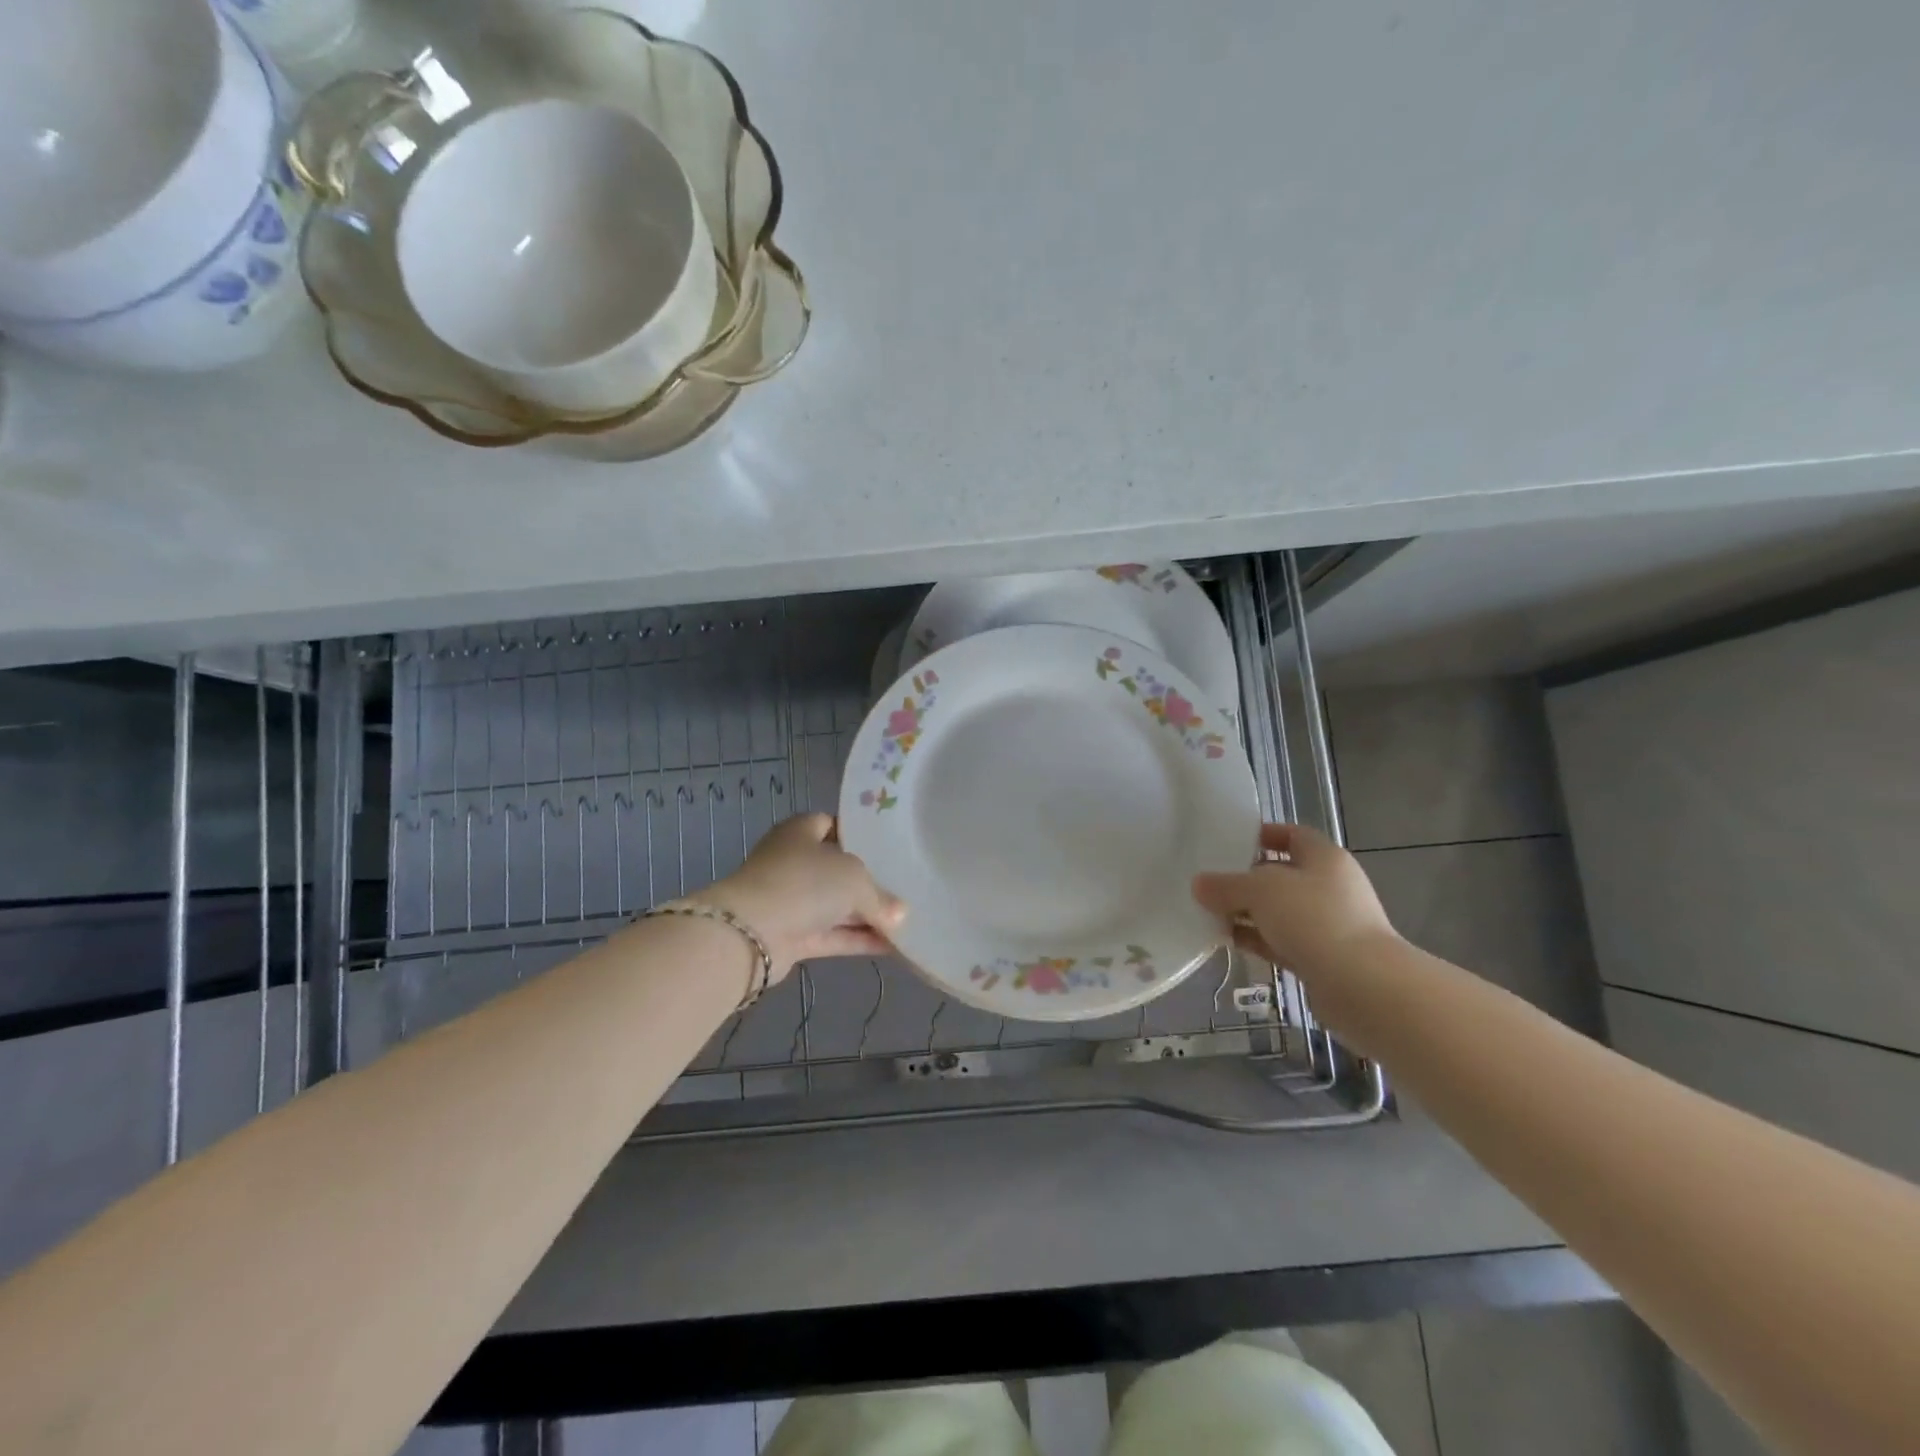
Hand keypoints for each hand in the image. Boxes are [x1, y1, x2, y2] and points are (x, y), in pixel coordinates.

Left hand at [697, 814, 905, 979]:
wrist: (749, 933)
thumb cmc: (804, 883)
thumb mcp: (854, 879)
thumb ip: (879, 897)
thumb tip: (899, 916)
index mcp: (800, 831)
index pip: (832, 824)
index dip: (858, 834)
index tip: (888, 848)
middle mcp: (792, 861)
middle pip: (836, 868)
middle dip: (867, 881)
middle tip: (903, 888)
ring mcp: (789, 900)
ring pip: (834, 905)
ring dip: (865, 915)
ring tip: (905, 923)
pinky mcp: (790, 935)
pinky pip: (830, 934)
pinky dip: (856, 939)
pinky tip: (890, 946)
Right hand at [1192, 822, 1398, 983]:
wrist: (1363, 986)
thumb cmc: (1314, 919)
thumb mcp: (1260, 890)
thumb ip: (1226, 885)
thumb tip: (1199, 883)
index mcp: (1324, 858)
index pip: (1292, 835)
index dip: (1263, 835)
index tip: (1229, 842)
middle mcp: (1329, 887)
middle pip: (1282, 875)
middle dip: (1246, 879)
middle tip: (1210, 882)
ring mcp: (1328, 925)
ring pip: (1279, 911)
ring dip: (1248, 913)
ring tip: (1209, 913)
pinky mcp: (1322, 958)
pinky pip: (1281, 941)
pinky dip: (1257, 939)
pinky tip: (1228, 941)